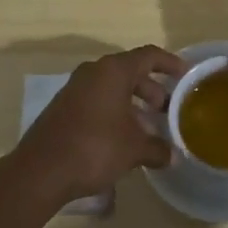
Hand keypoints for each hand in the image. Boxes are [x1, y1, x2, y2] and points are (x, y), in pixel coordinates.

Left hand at [10, 45, 180, 205]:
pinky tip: (123, 137)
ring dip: (133, 103)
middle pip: (130, 71)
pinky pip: (97, 100)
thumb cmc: (94, 148)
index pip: (149, 56)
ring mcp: (75, 88)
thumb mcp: (134, 150)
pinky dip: (115, 111)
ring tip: (149, 127)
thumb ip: (157, 148)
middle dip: (152, 89)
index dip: (170, 63)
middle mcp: (94, 72)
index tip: (186, 74)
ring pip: (112, 87)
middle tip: (167, 109)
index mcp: (113, 71)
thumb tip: (173, 156)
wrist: (41, 171)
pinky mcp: (64, 107)